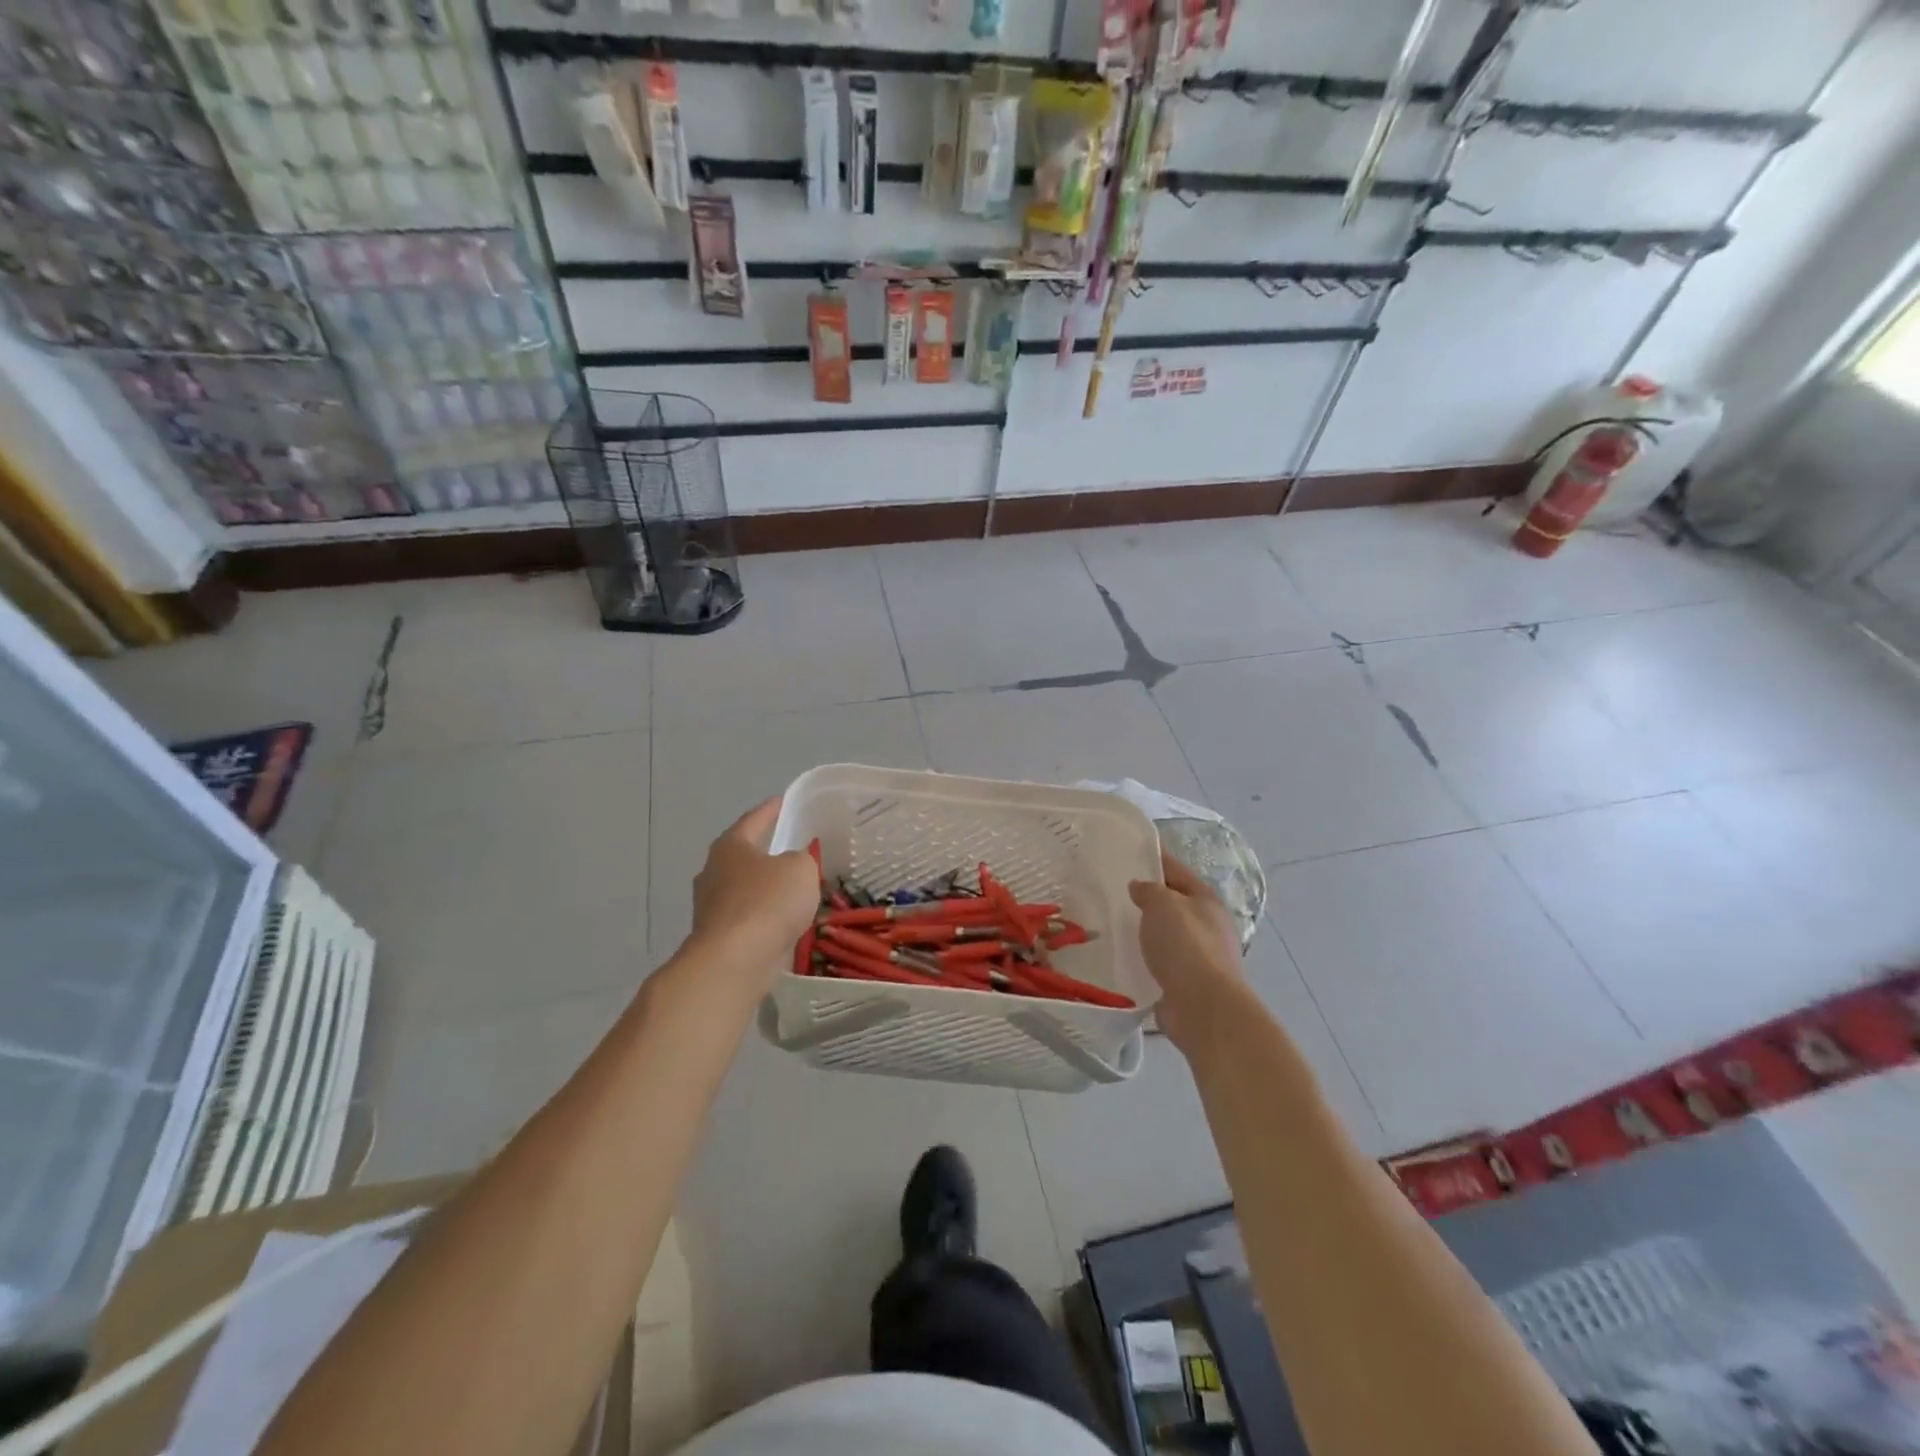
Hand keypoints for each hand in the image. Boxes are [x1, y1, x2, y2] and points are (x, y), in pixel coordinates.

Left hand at [687, 798, 818, 981]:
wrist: (735, 961)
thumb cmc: (768, 902)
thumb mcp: (800, 868)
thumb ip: (800, 859)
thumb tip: (791, 865)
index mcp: (730, 846)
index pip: (753, 819)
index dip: (771, 809)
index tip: (783, 801)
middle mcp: (713, 871)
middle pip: (743, 855)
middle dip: (765, 852)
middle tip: (791, 847)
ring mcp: (710, 907)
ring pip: (744, 889)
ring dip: (764, 888)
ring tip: (792, 888)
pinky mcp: (716, 937)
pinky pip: (747, 917)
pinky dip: (764, 916)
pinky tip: (783, 921)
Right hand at [1129, 851, 1248, 1053]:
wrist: (1203, 1007)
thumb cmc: (1186, 946)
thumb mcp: (1162, 905)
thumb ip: (1148, 890)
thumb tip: (1140, 887)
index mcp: (1206, 900)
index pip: (1176, 870)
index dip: (1154, 858)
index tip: (1128, 852)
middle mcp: (1208, 925)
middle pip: (1173, 903)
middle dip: (1148, 898)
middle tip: (1112, 892)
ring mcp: (1200, 957)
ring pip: (1166, 935)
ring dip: (1145, 930)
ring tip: (1112, 925)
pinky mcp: (1186, 984)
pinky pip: (1160, 962)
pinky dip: (1144, 958)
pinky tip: (1122, 957)